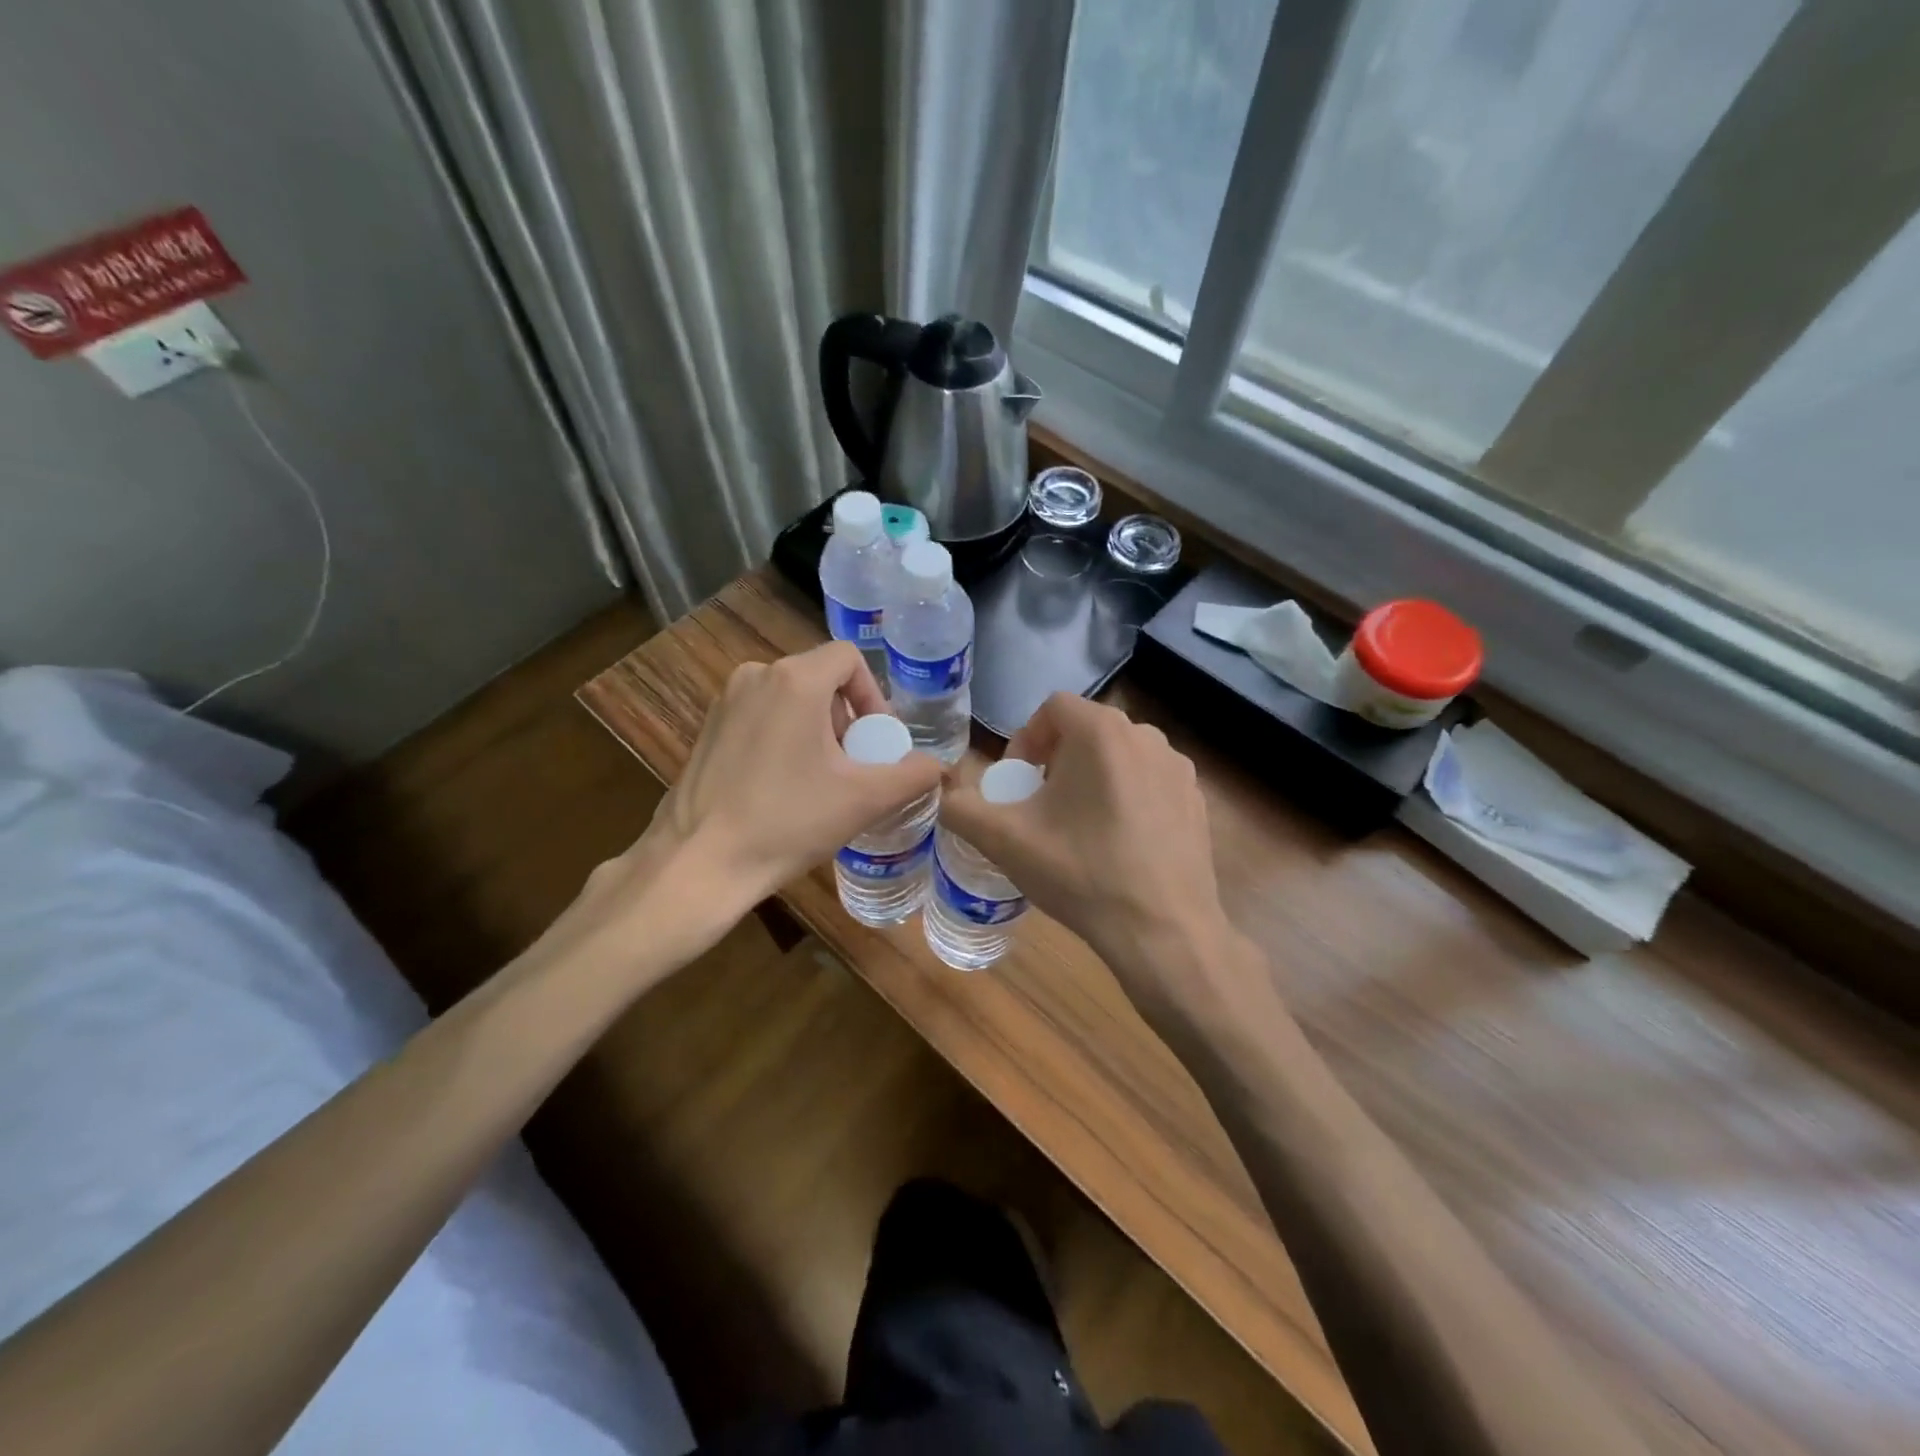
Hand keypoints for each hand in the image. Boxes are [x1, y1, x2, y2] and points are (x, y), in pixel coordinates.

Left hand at [650, 641, 941, 909]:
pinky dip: (784, 737)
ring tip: (822, 780)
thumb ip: (912, 776)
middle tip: (854, 766)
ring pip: (790, 698)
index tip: (876, 742)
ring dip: (817, 729)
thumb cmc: (787, 822)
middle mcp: (756, 676)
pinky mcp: (708, 728)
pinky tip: (783, 786)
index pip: (848, 658)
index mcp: (794, 680)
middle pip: (820, 679)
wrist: (699, 862)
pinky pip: (761, 715)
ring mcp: (726, 701)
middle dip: (846, 718)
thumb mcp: (863, 800)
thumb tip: (938, 767)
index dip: (873, 696)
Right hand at [939, 693, 1245, 1012]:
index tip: (1017, 784)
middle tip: (1041, 805)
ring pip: (1120, 754)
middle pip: (1086, 728)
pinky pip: (1149, 780)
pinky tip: (1118, 843)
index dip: (1025, 740)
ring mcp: (1178, 767)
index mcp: (1101, 731)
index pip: (1052, 707)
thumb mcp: (1005, 841)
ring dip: (1091, 775)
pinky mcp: (1197, 799)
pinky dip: (1126, 796)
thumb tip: (945, 794)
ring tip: (1078, 824)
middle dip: (1056, 758)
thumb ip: (961, 808)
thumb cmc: (1080, 874)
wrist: (1162, 931)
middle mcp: (1146, 736)